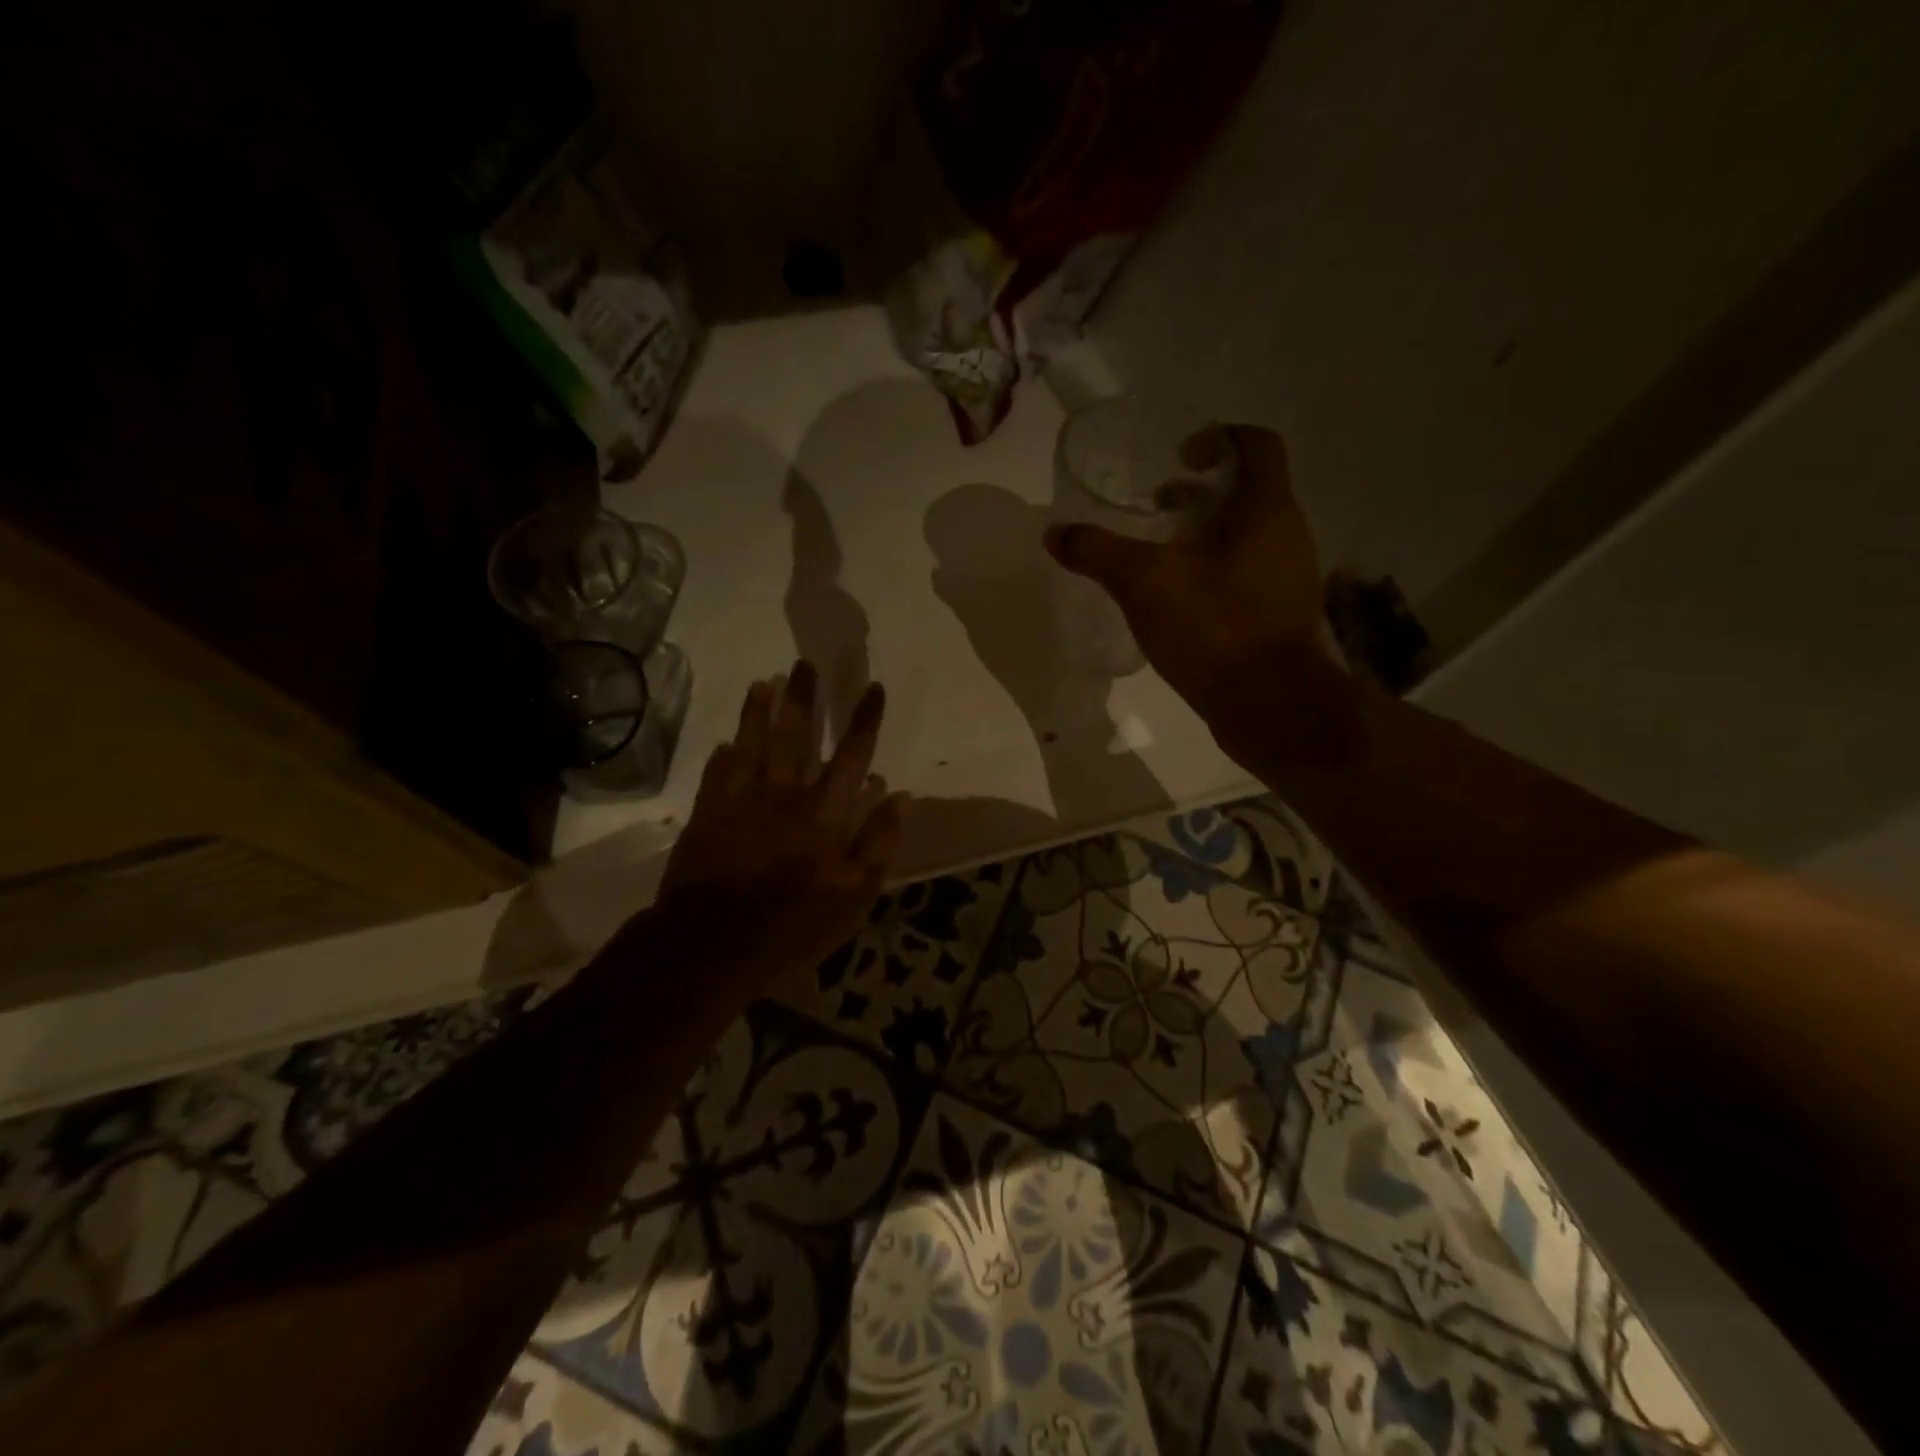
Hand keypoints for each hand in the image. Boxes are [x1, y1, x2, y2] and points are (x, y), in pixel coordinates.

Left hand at [654, 663, 903, 979]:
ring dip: (757, 712)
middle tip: (804, 664)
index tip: (873, 687)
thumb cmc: (794, 924)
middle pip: (796, 735)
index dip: (864, 719)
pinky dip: (722, 756)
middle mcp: (784, 794)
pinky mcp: (707, 816)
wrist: (713, 944)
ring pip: (751, 744)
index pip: (852, 754)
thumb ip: (879, 842)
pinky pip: (716, 775)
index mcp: (825, 812)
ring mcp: (741, 801)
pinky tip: (724, 742)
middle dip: (804, 698)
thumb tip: (899, 796)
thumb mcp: (855, 895)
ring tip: (762, 682)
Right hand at [1043, 425, 1332, 716]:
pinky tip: (1176, 598)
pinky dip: (1212, 571)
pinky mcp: (1278, 616)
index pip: (1256, 444)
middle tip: (1156, 505)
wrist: (1271, 707)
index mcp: (1266, 509)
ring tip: (1159, 553)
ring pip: (1246, 536)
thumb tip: (1055, 533)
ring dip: (1205, 534)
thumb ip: (1098, 552)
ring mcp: (1288, 578)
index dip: (1218, 437)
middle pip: (1248, 491)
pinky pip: (1245, 574)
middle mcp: (1287, 534)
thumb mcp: (1144, 583)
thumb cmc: (1215, 627)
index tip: (1178, 455)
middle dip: (1200, 492)